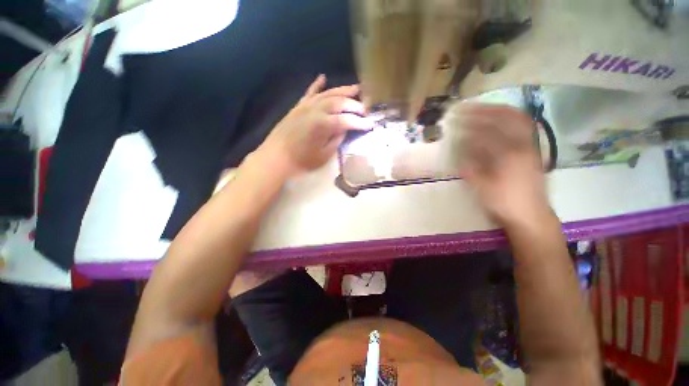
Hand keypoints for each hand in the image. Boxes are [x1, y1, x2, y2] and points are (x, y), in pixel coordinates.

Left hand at [253, 74, 372, 177]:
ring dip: (343, 90)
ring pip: (328, 94)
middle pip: (340, 103)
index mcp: (323, 125)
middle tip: (365, 109)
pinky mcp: (298, 107)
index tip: (371, 125)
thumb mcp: (323, 156)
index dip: (360, 123)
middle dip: (355, 105)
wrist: (276, 157)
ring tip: (356, 88)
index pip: (347, 120)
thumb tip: (344, 130)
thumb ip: (336, 140)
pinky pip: (309, 93)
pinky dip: (317, 85)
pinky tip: (323, 78)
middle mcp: (316, 110)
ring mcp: (306, 106)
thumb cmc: (301, 161)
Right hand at [457, 104, 550, 226]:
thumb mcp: (482, 188)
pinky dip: (511, 119)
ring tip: (483, 108)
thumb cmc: (504, 203)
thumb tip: (459, 152)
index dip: (469, 125)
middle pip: (505, 118)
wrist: (531, 215)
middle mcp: (522, 145)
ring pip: (518, 119)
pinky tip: (500, 119)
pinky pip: (524, 127)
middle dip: (485, 110)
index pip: (486, 133)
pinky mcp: (533, 150)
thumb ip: (470, 168)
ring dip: (499, 110)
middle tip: (467, 108)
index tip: (455, 120)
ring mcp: (531, 146)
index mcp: (508, 156)